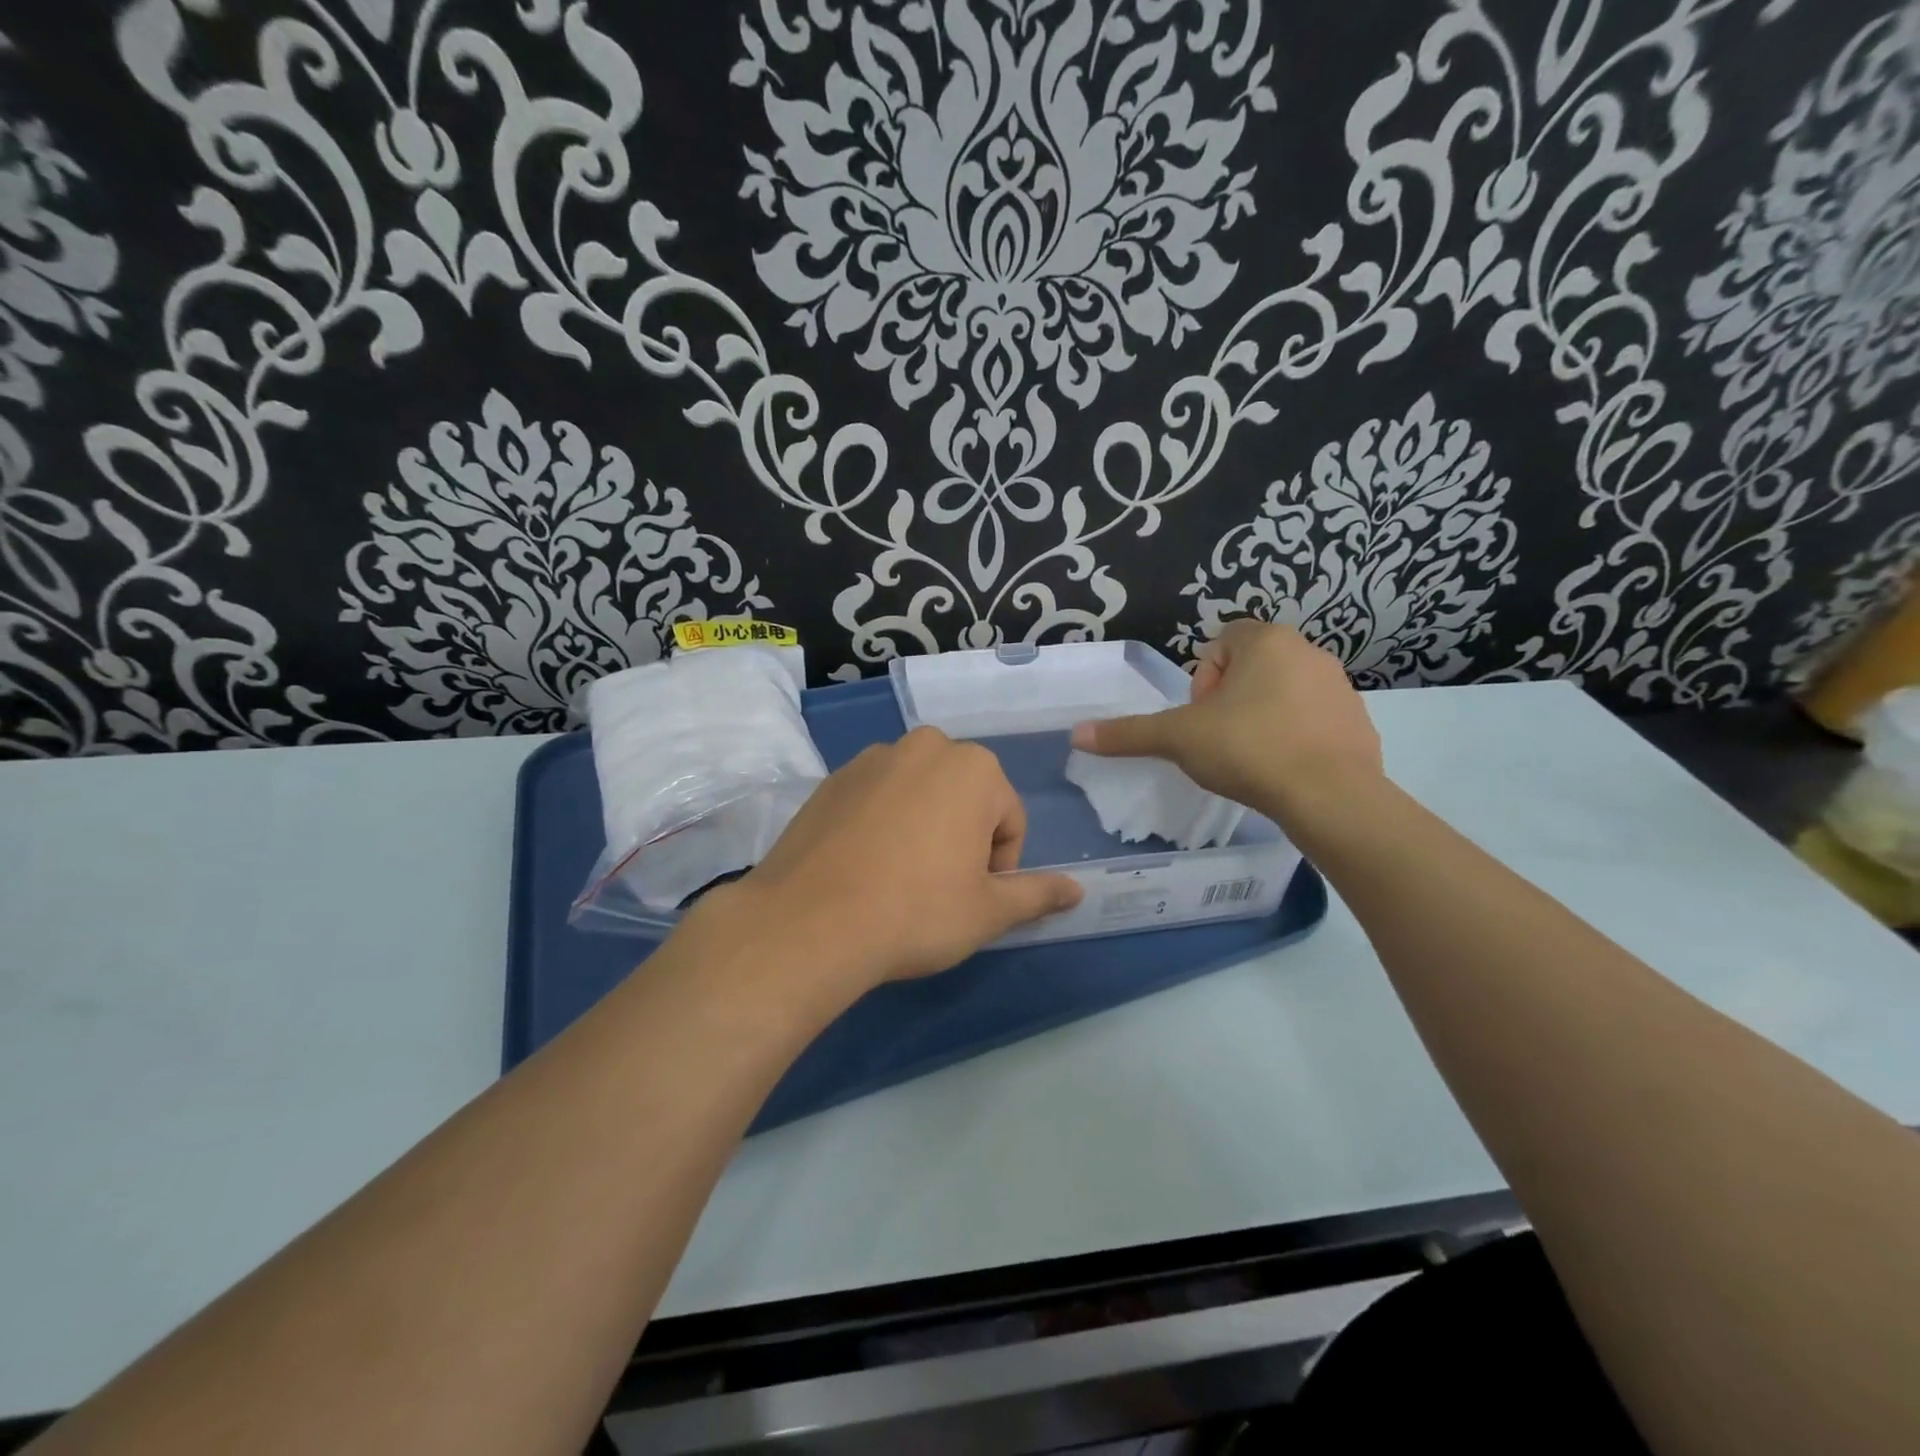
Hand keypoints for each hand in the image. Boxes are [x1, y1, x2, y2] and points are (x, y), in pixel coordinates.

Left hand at [730, 727, 1082, 987]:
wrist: (809, 922)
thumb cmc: (917, 912)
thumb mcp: (988, 911)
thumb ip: (1037, 893)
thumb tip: (1079, 890)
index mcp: (973, 768)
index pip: (1010, 820)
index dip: (999, 866)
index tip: (971, 898)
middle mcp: (924, 747)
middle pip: (964, 799)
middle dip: (962, 839)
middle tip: (938, 889)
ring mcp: (871, 759)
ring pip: (919, 795)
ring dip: (922, 828)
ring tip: (898, 880)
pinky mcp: (831, 779)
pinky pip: (876, 799)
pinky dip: (881, 825)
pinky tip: (863, 868)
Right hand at [1069, 620, 1381, 822]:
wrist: (1330, 797)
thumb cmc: (1249, 750)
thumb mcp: (1178, 740)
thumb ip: (1128, 733)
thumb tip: (1076, 734)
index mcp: (1267, 641)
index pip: (1220, 644)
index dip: (1201, 681)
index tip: (1201, 718)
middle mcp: (1309, 652)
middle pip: (1251, 668)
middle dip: (1229, 701)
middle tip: (1220, 741)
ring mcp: (1340, 687)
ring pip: (1283, 694)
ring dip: (1261, 717)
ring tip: (1251, 759)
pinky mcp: (1360, 722)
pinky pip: (1314, 721)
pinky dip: (1295, 738)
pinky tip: (1284, 771)